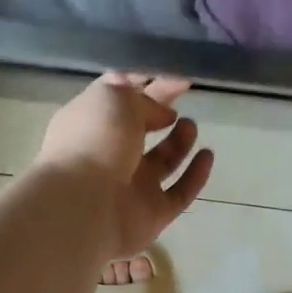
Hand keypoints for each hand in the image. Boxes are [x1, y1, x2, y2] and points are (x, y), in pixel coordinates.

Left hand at [36, 73, 214, 255]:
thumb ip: (139, 97)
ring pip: (160, 161)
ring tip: (190, 125)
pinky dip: (194, 175)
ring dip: (178, 141)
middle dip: (160, 111)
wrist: (83, 207)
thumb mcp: (113, 98)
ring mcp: (130, 187)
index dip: (147, 84)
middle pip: (140, 128)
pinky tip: (207, 155)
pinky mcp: (151, 215)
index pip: (120, 98)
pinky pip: (179, 193)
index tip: (177, 77)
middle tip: (184, 96)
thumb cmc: (93, 142)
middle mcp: (108, 154)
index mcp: (90, 124)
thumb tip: (160, 111)